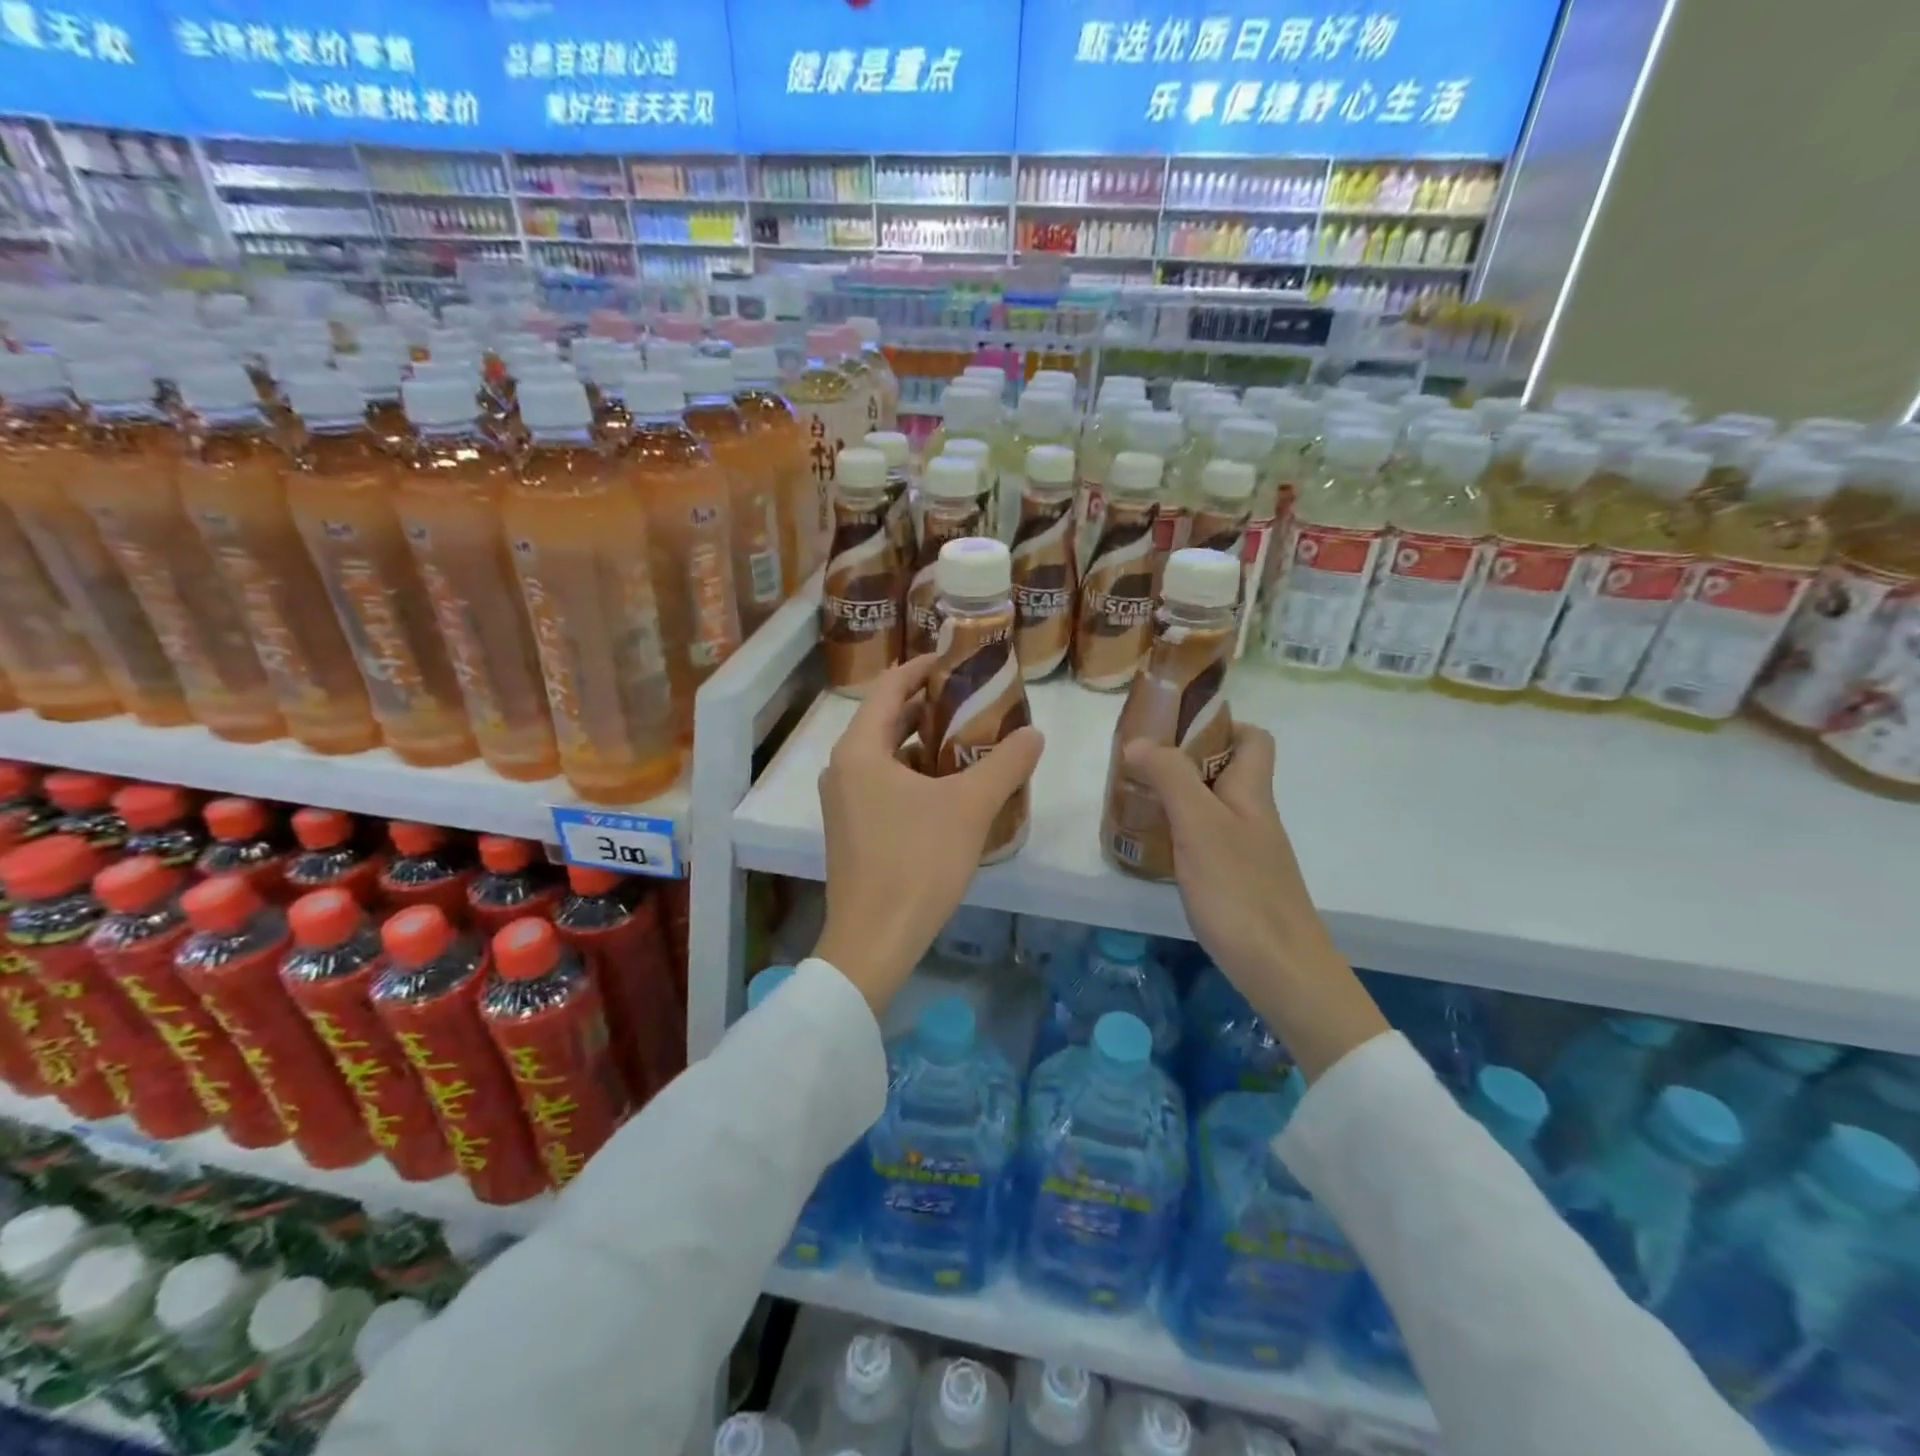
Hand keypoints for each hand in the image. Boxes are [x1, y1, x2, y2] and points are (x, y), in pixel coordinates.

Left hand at [816, 656, 1043, 1013]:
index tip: (954, 659)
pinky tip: (949, 788)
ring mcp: (843, 802)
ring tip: (967, 739)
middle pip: (885, 720)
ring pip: (884, 756)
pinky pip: (882, 785)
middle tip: (971, 698)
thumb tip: (1034, 733)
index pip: (888, 688)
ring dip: (922, 743)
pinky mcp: (851, 830)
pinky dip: (913, 775)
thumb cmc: (917, 862)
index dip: (920, 668)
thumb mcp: (970, 806)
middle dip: (926, 706)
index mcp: (859, 750)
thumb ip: (1005, 764)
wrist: (874, 939)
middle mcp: (842, 769)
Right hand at [1123, 725, 1386, 1079]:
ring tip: (1134, 802)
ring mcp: (1247, 851)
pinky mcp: (1237, 882)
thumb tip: (1138, 740)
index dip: (1221, 725)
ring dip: (1177, 798)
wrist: (1282, 970)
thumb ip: (1170, 778)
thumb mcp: (1199, 826)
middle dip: (1182, 762)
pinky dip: (1180, 835)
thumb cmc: (1240, 891)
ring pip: (1212, 807)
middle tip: (1138, 767)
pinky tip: (1155, 849)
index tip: (1175, 730)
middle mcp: (1253, 816)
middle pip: (1225, 771)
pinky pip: (1207, 841)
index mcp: (1252, 792)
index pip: (1253, 738)